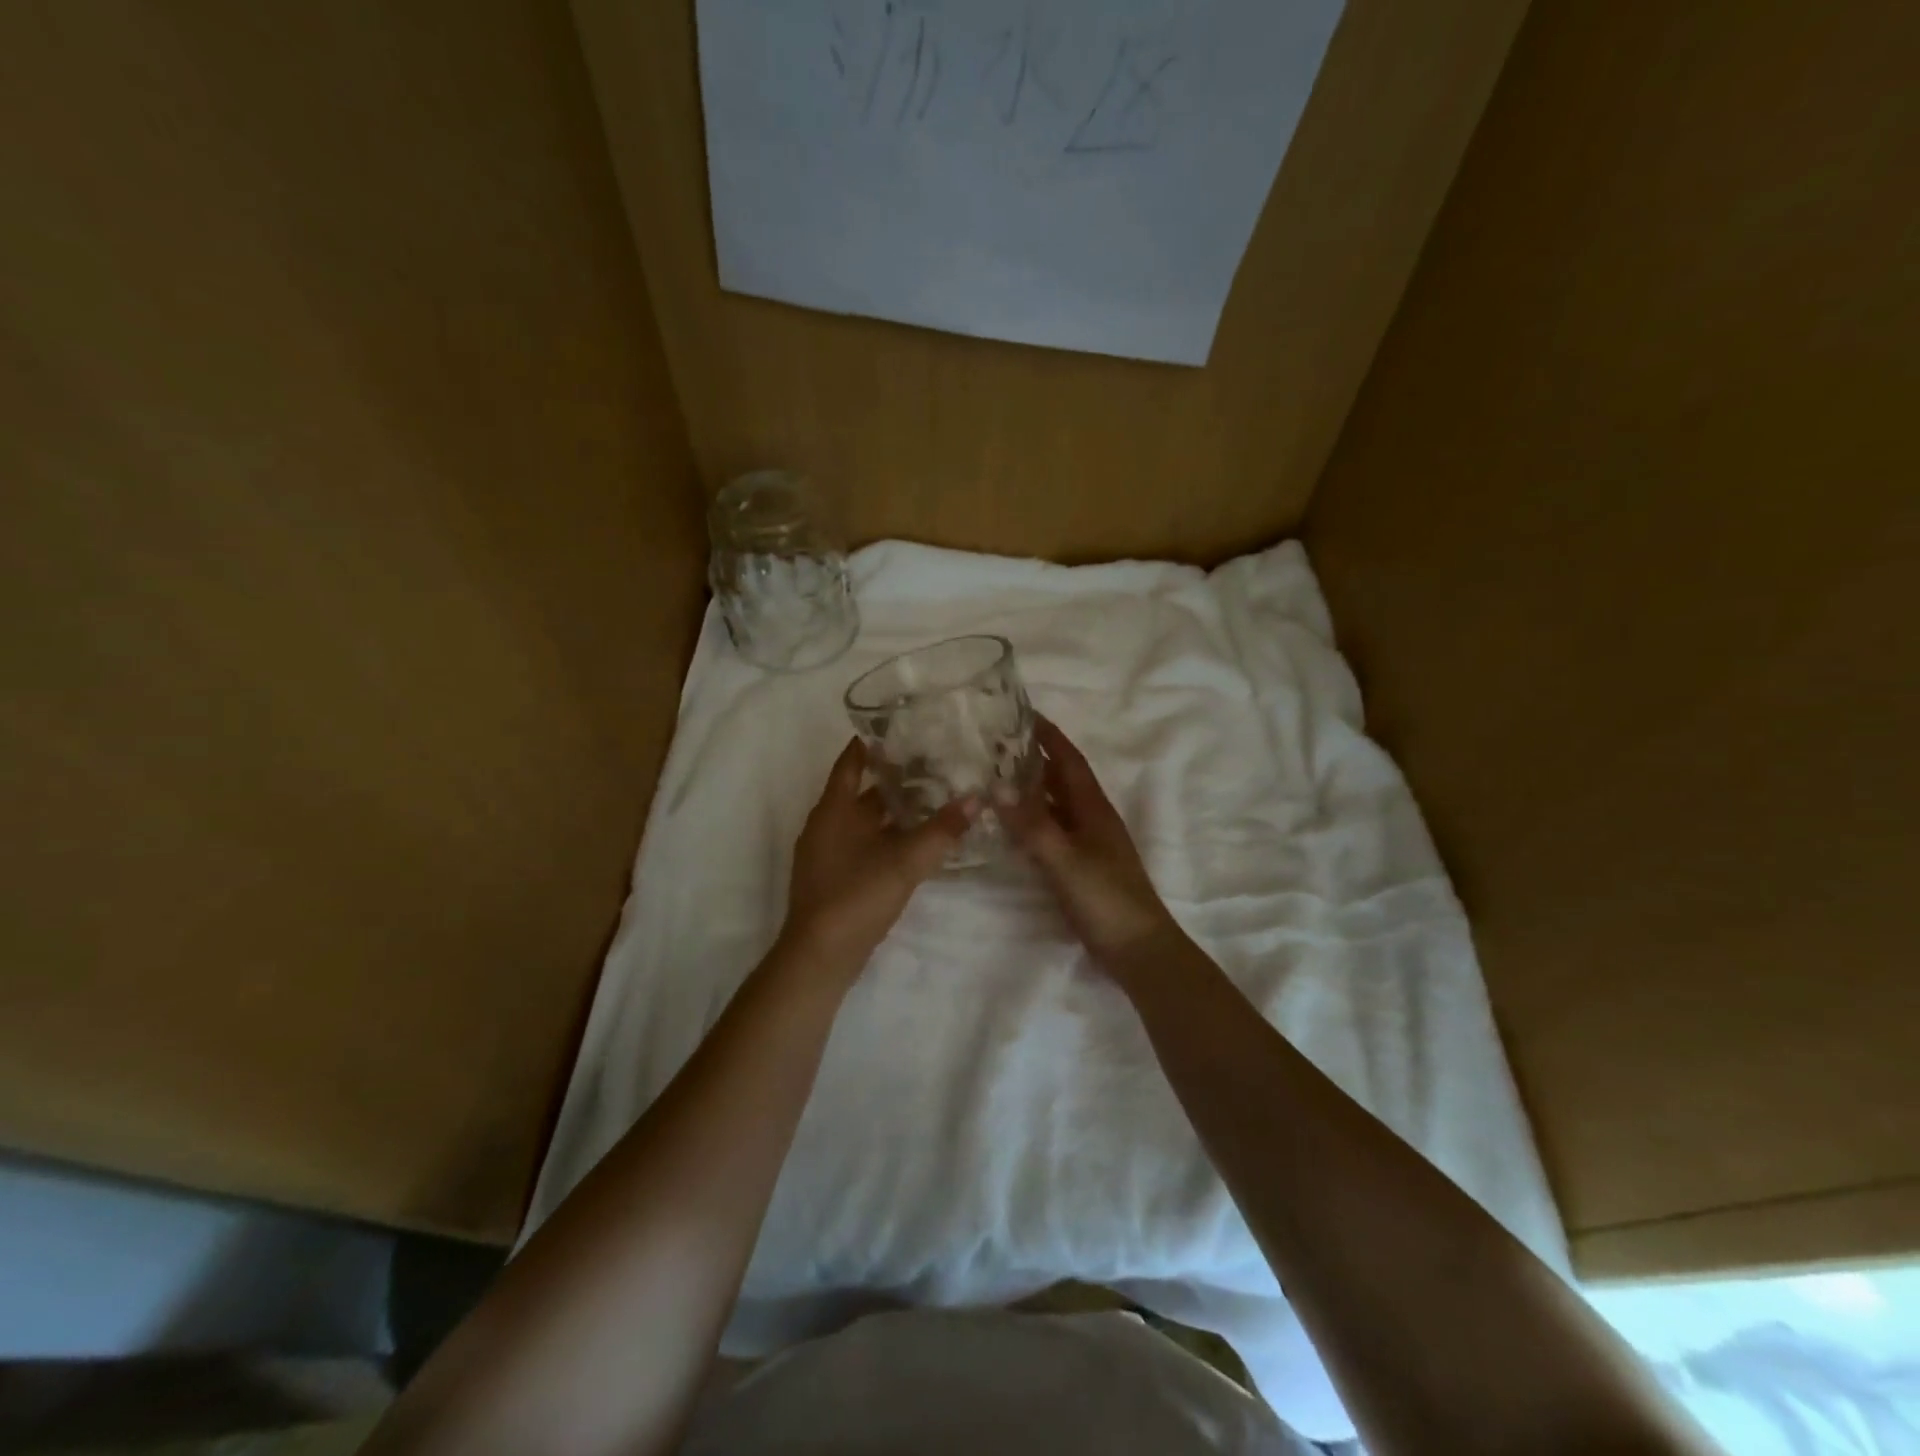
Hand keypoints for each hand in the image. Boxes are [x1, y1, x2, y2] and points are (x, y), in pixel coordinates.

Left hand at [781, 738, 976, 973]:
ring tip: (931, 798)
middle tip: (931, 762)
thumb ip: (941, 830)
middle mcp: (825, 825)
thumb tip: (976, 799)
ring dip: (892, 810)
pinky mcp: (834, 878)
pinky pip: (863, 844)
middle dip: (892, 778)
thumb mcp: (904, 861)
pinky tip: (914, 841)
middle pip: (860, 791)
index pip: (850, 762)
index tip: (899, 727)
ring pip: (863, 820)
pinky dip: (886, 836)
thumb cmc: (856, 896)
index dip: (871, 743)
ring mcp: (827, 853)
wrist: (820, 956)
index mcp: (833, 809)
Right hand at [1002, 718, 1185, 973]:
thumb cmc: (1106, 898)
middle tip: (997, 743)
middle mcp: (1091, 818)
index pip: (1068, 759)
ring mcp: (1087, 843)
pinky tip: (1011, 824)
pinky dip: (1031, 820)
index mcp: (1093, 808)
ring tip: (996, 775)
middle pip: (1061, 778)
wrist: (1137, 948)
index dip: (1048, 735)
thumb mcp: (1065, 860)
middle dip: (1034, 757)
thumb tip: (997, 785)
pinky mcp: (1080, 866)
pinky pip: (1051, 830)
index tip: (1023, 712)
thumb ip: (1032, 825)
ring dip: (1032, 788)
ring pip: (1055, 804)